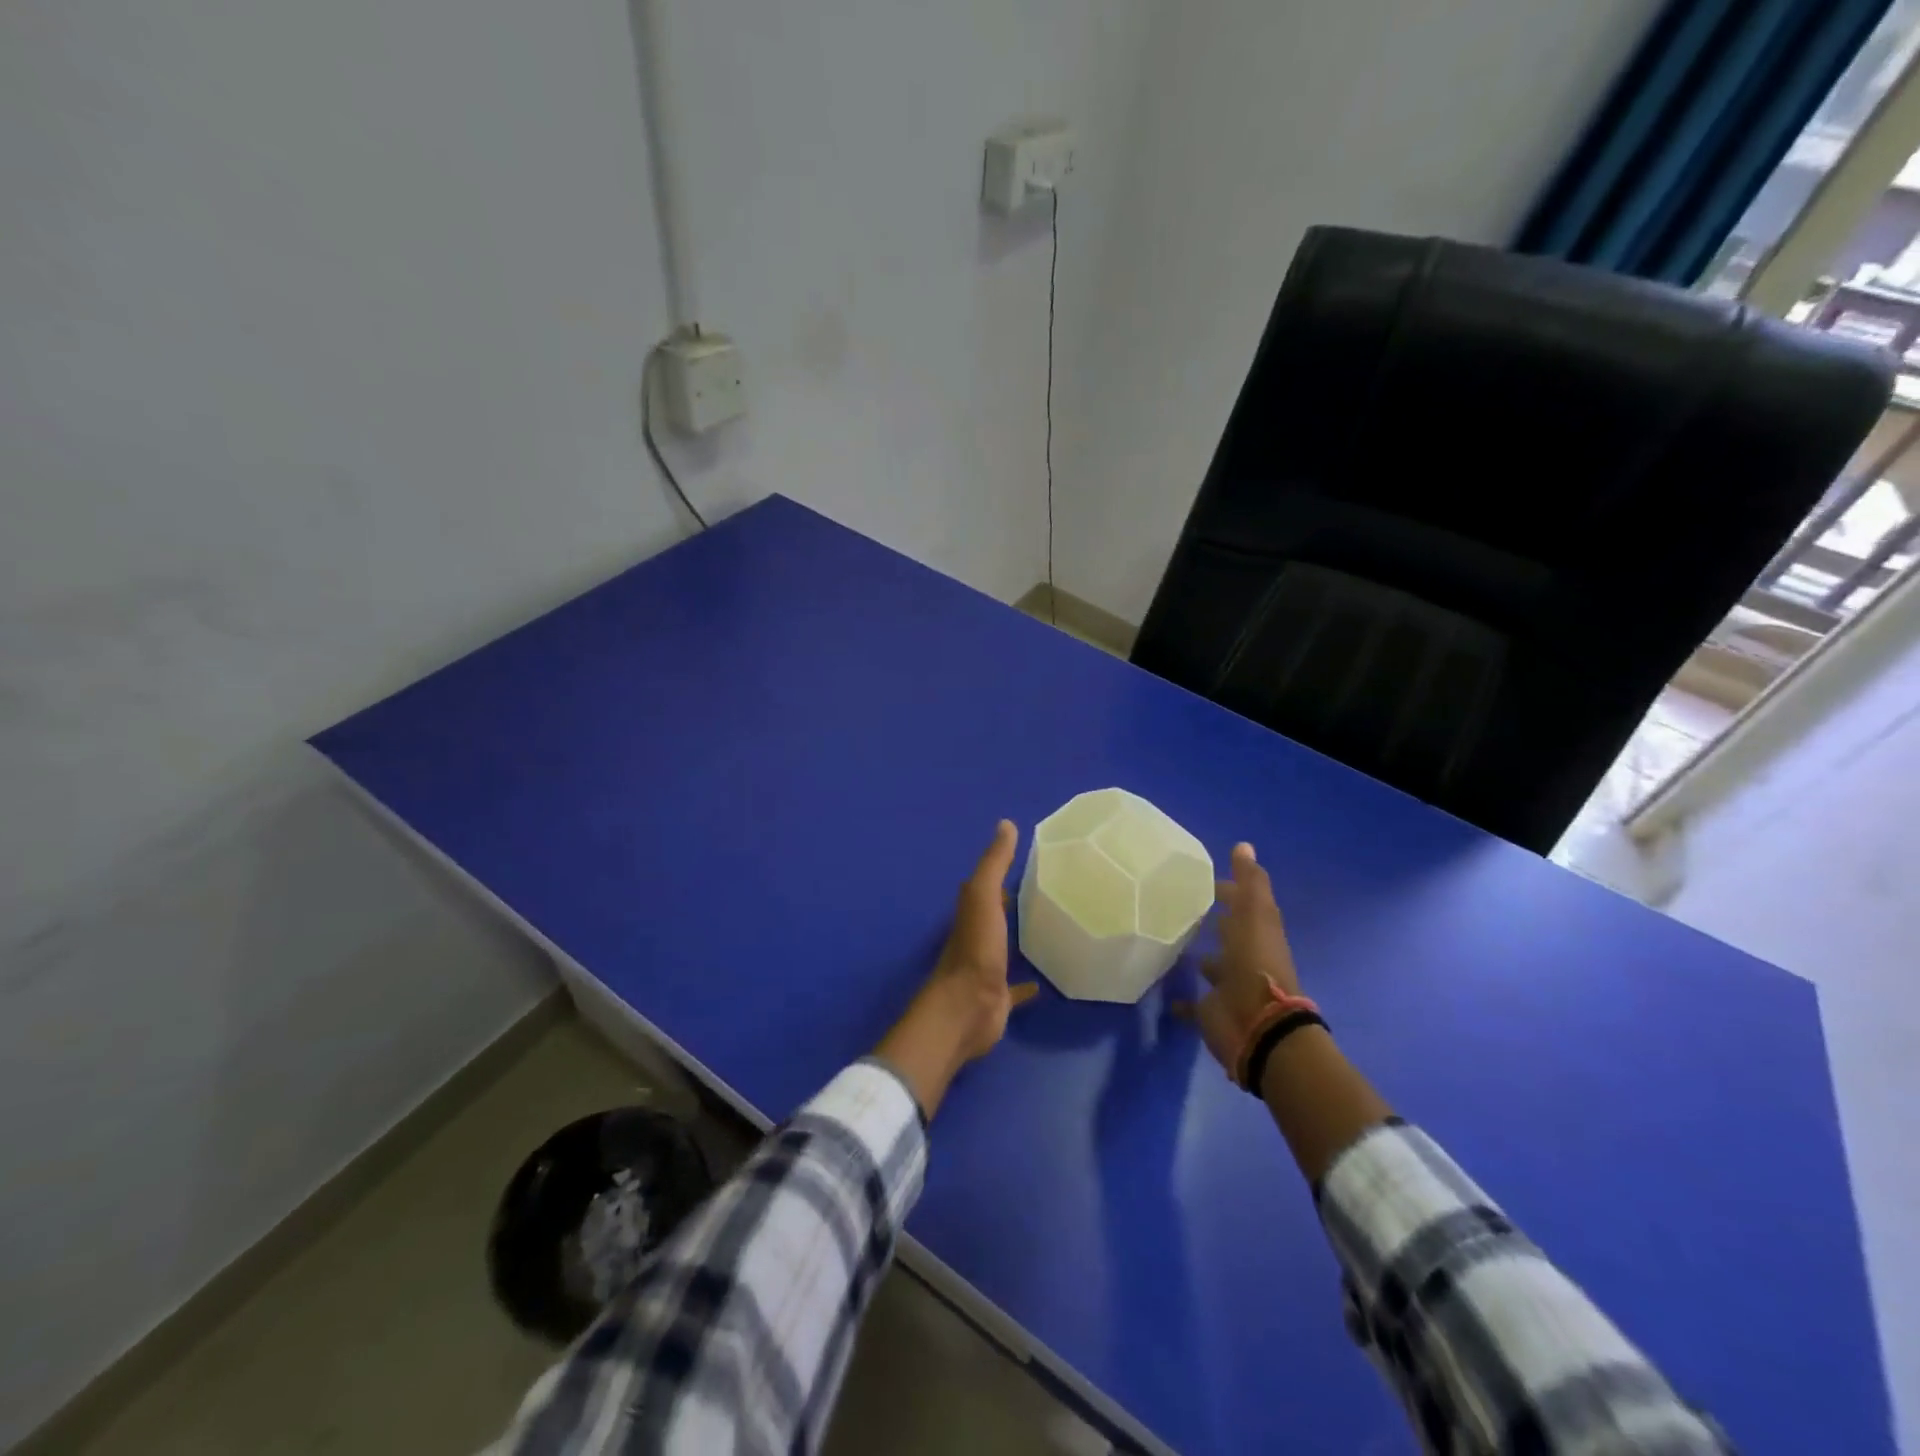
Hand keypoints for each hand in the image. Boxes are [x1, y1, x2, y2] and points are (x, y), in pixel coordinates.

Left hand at [877, 820, 1037, 1116]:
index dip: (1002, 872)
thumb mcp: (984, 897)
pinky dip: (1025, 986)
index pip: (986, 885)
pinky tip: (1042, 984)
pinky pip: (1014, 988)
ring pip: (1004, 948)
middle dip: (1012, 903)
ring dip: (1017, 939)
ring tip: (1048, 931)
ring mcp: (987, 968)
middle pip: (995, 914)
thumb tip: (1005, 824)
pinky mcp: (998, 997)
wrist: (966, 1008)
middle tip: (1044, 892)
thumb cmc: (975, 948)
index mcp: (972, 912)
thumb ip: (994, 863)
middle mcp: (977, 937)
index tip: (1029, 861)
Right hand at [1177, 843, 1302, 1074]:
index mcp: (1258, 933)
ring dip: (1201, 957)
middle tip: (1182, 906)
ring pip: (1214, 967)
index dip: (1229, 890)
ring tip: (1171, 942)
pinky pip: (1194, 1005)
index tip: (1203, 878)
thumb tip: (1244, 845)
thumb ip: (1250, 882)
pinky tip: (1165, 995)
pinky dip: (1182, 1002)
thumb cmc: (1255, 964)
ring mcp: (1228, 986)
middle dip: (1214, 922)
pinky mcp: (1211, 1012)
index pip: (1243, 905)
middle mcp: (1245, 958)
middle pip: (1230, 934)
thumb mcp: (1256, 915)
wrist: (1258, 1026)